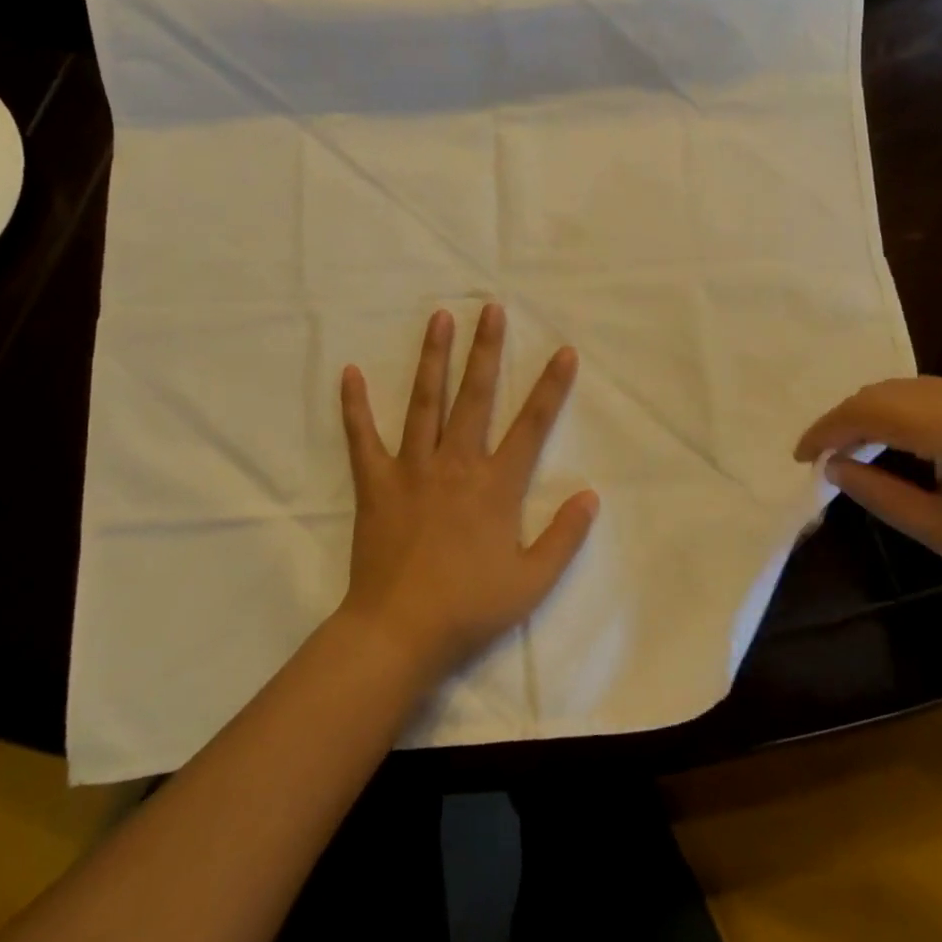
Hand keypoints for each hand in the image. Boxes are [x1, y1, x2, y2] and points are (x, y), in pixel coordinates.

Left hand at [337, 303, 599, 678]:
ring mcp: (412, 469)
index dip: (551, 386)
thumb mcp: (531, 581)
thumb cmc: (469, 608)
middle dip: (486, 349)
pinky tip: (350, 373)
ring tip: (439, 318)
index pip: (532, 424)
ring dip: (433, 358)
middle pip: (475, 395)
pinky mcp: (376, 483)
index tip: (563, 351)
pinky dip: (355, 405)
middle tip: (491, 309)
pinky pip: (363, 437)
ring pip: (425, 401)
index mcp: (496, 485)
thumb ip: (563, 536)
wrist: (399, 632)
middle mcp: (456, 463)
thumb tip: (590, 495)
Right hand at [794, 377, 941, 629]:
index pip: (868, 411)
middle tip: (823, 457)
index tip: (800, 457)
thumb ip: (878, 493)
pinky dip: (901, 411)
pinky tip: (896, 441)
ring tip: (852, 450)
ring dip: (871, 412)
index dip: (826, 430)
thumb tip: (833, 467)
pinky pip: (933, 393)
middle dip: (844, 419)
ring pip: (907, 388)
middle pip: (884, 391)